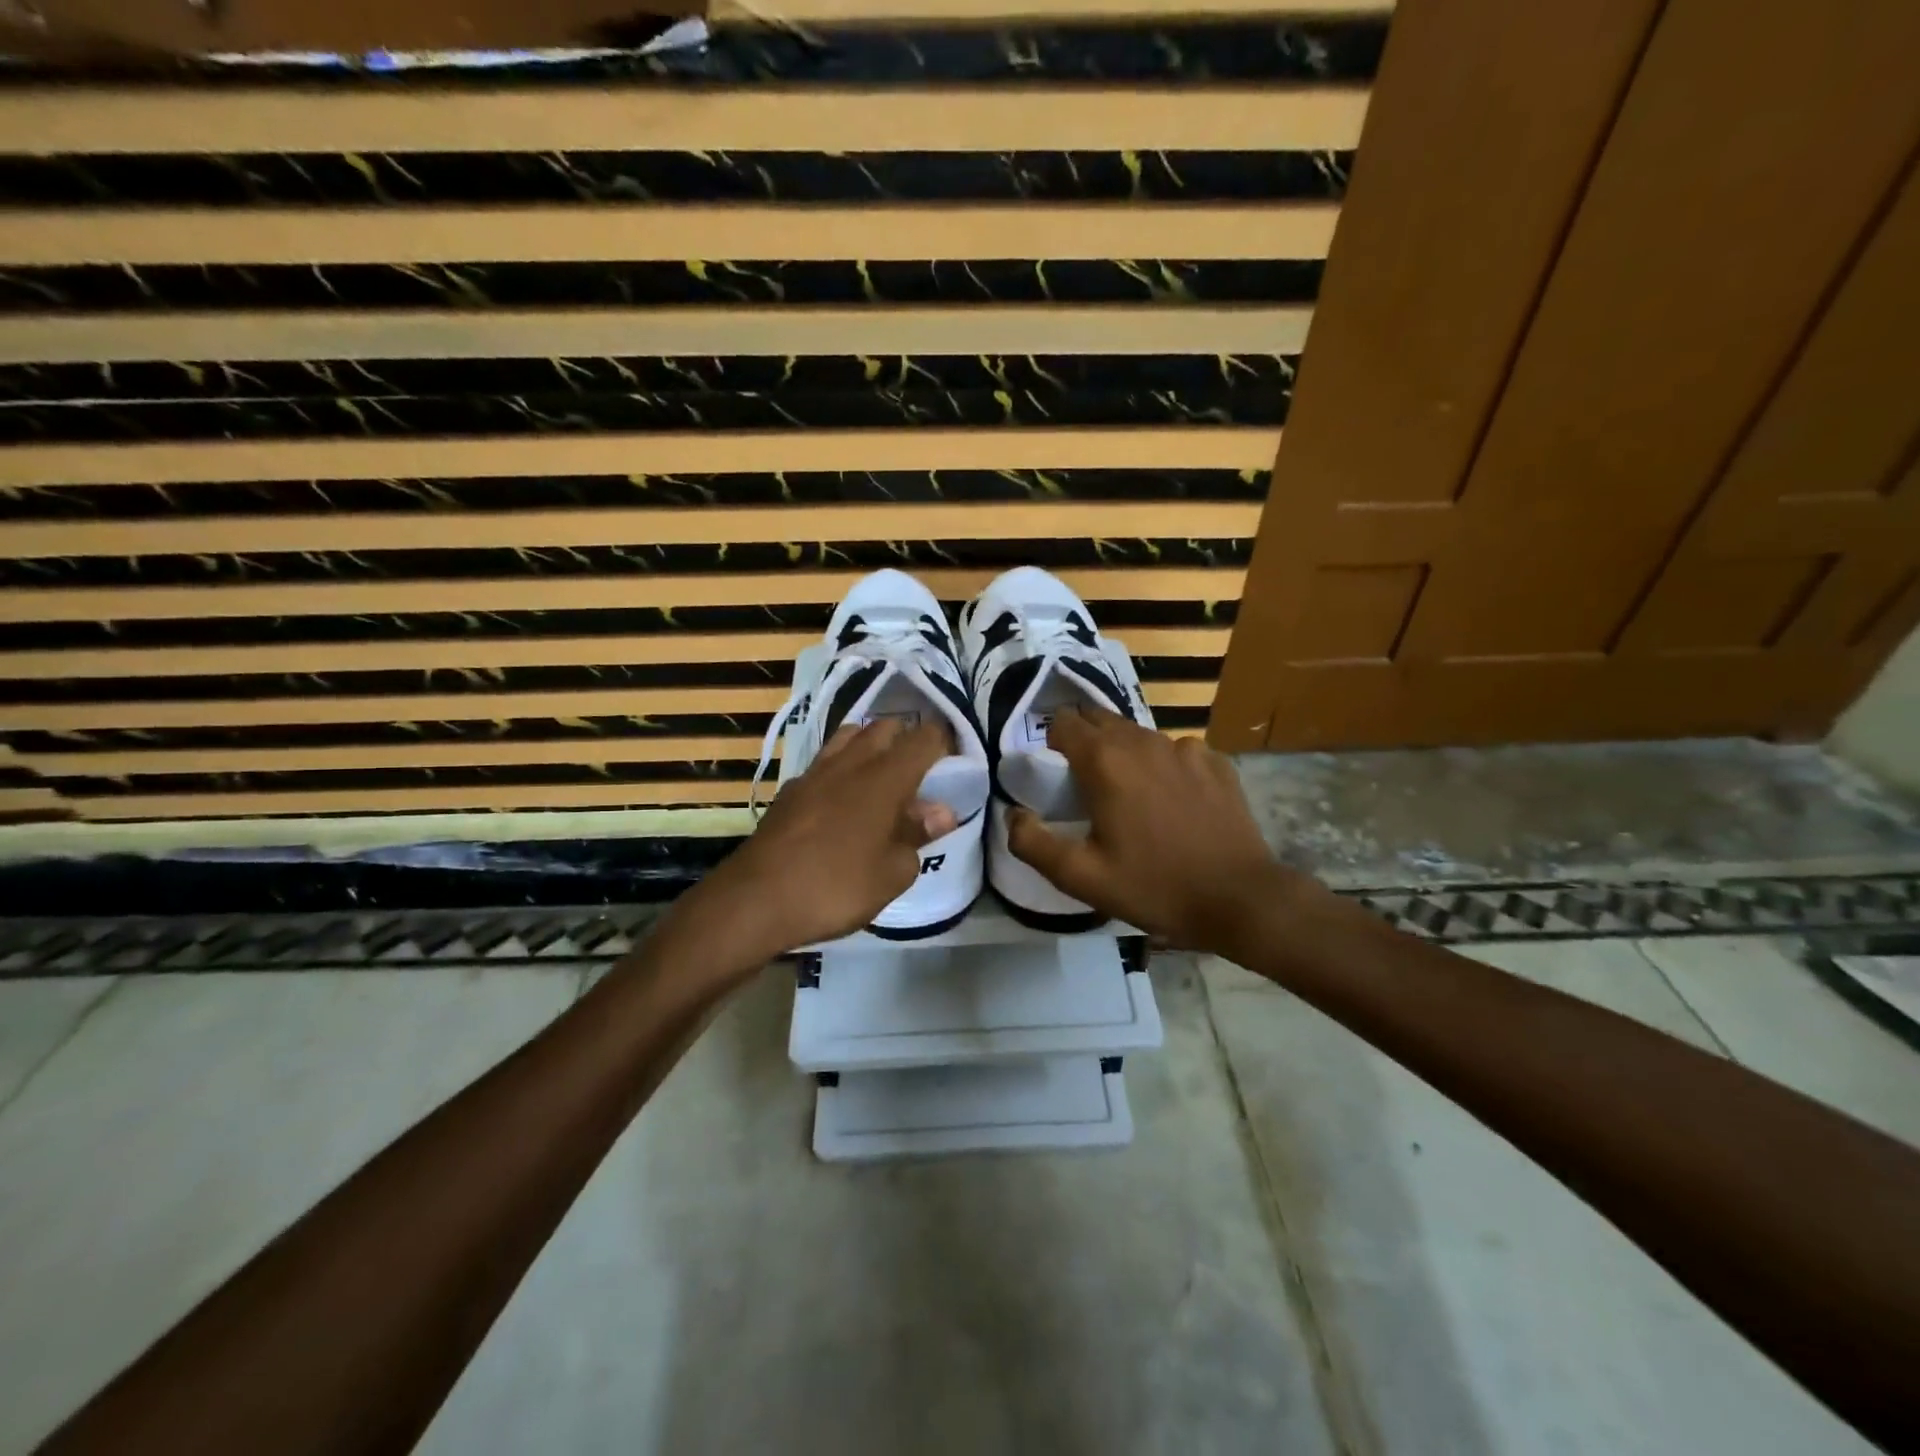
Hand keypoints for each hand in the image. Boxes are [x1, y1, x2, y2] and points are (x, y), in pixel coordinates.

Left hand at [664, 719, 955, 973]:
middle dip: (907, 740)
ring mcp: (815, 772)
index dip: (945, 742)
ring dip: (870, 746)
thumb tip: (940, 812)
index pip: (924, 738)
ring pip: (850, 737)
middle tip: (919, 772)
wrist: (756, 899)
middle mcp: (851, 762)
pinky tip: (841, 799)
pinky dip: (841, 768)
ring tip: (881, 778)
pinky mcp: (790, 790)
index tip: (954, 760)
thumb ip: (918, 836)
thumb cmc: (837, 886)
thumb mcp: (893, 872)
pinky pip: (824, 762)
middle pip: (885, 728)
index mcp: (885, 777)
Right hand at [1007, 705, 1297, 950]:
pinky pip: (1176, 751)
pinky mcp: (1216, 761)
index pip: (1063, 722)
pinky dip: (1164, 766)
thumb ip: (1033, 843)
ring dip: (1123, 753)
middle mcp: (1143, 741)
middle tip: (1083, 782)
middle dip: (1084, 741)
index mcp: (1105, 761)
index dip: (1051, 742)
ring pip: (1138, 735)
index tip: (1052, 771)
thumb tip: (1014, 815)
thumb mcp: (1081, 877)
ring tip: (1127, 793)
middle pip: (1100, 720)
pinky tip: (1172, 800)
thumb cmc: (1154, 886)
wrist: (1239, 899)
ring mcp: (1185, 748)